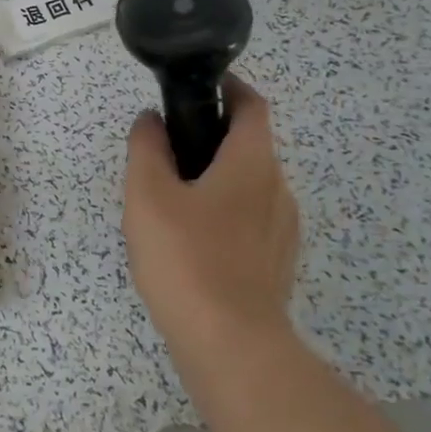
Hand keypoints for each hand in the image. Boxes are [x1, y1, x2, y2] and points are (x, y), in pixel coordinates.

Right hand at [123, 77, 299, 361]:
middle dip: (211, 138)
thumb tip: (151, 120)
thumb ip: (147, 148)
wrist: (230, 343)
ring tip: (171, 201)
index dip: (229, 88)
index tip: (197, 88)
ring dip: (216, 179)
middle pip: (249, 146)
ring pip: (249, 186)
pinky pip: (250, 220)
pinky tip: (191, 241)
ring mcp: (283, 230)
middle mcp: (278, 189)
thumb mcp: (147, 194)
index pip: (252, 105)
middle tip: (165, 152)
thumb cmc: (186, 257)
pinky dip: (224, 213)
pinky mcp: (276, 263)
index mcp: (252, 163)